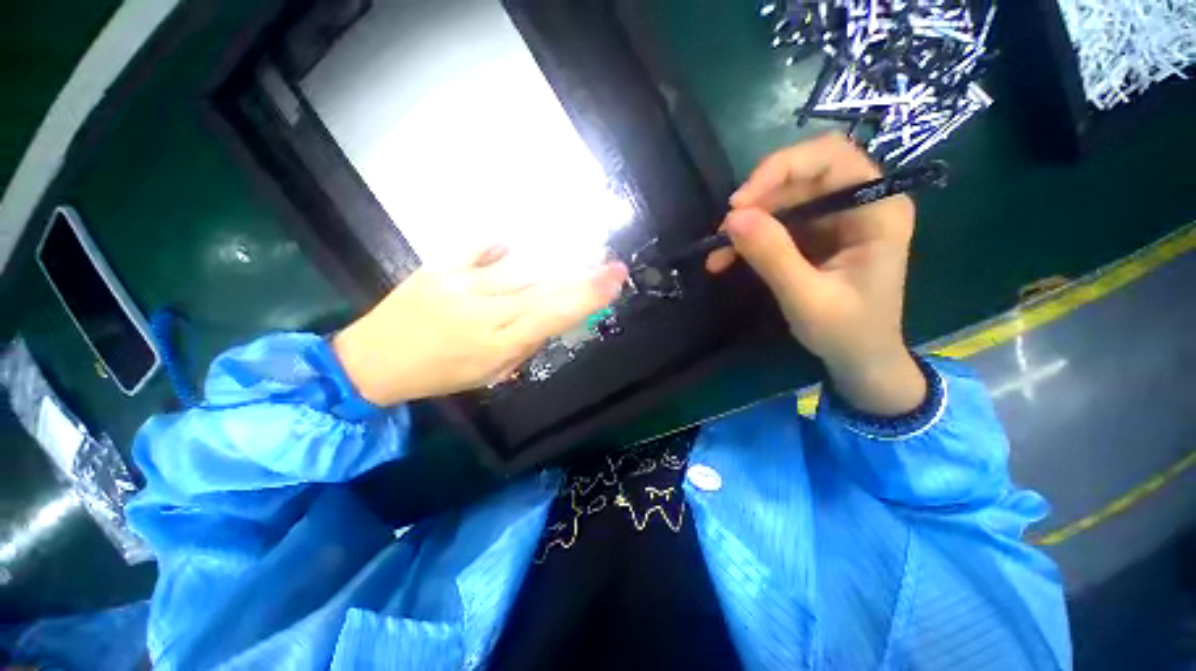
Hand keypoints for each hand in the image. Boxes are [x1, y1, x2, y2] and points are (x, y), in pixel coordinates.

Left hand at [333, 246, 627, 405]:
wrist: (374, 360)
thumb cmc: (440, 374)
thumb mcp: (491, 372)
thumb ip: (525, 342)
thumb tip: (551, 315)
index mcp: (497, 343)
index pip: (552, 315)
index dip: (587, 297)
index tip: (614, 282)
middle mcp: (484, 312)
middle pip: (543, 288)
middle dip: (583, 277)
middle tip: (612, 266)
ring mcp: (460, 284)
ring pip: (520, 267)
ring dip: (555, 261)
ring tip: (580, 253)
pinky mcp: (439, 266)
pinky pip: (481, 246)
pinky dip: (504, 243)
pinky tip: (520, 242)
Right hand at [707, 133, 925, 415]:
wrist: (859, 359)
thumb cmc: (846, 331)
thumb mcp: (807, 297)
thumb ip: (773, 256)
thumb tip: (733, 218)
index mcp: (877, 209)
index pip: (831, 157)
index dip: (782, 168)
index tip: (741, 203)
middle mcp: (859, 202)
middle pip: (802, 174)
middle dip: (758, 197)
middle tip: (725, 227)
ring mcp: (836, 218)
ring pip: (783, 198)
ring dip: (747, 220)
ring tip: (718, 251)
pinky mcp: (816, 234)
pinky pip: (777, 221)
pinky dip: (749, 236)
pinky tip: (726, 257)